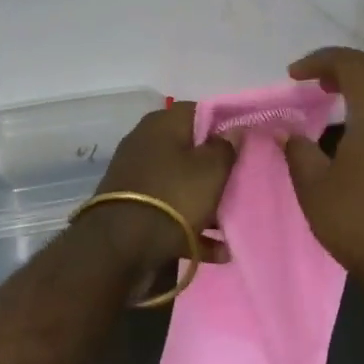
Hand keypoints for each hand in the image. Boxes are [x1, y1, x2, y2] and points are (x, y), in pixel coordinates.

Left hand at [90, 102, 235, 273]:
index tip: (244, 144)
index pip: (198, 111)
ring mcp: (136, 175)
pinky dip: (191, 226)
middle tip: (240, 184)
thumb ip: (225, 147)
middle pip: (189, 149)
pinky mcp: (132, 206)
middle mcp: (145, 142)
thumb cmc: (173, 196)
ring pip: (180, 182)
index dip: (224, 125)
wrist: (120, 246)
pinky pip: (169, 210)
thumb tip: (233, 129)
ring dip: (206, 203)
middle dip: (215, 169)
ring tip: (232, 225)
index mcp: (162, 124)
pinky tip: (217, 251)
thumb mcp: (210, 171)